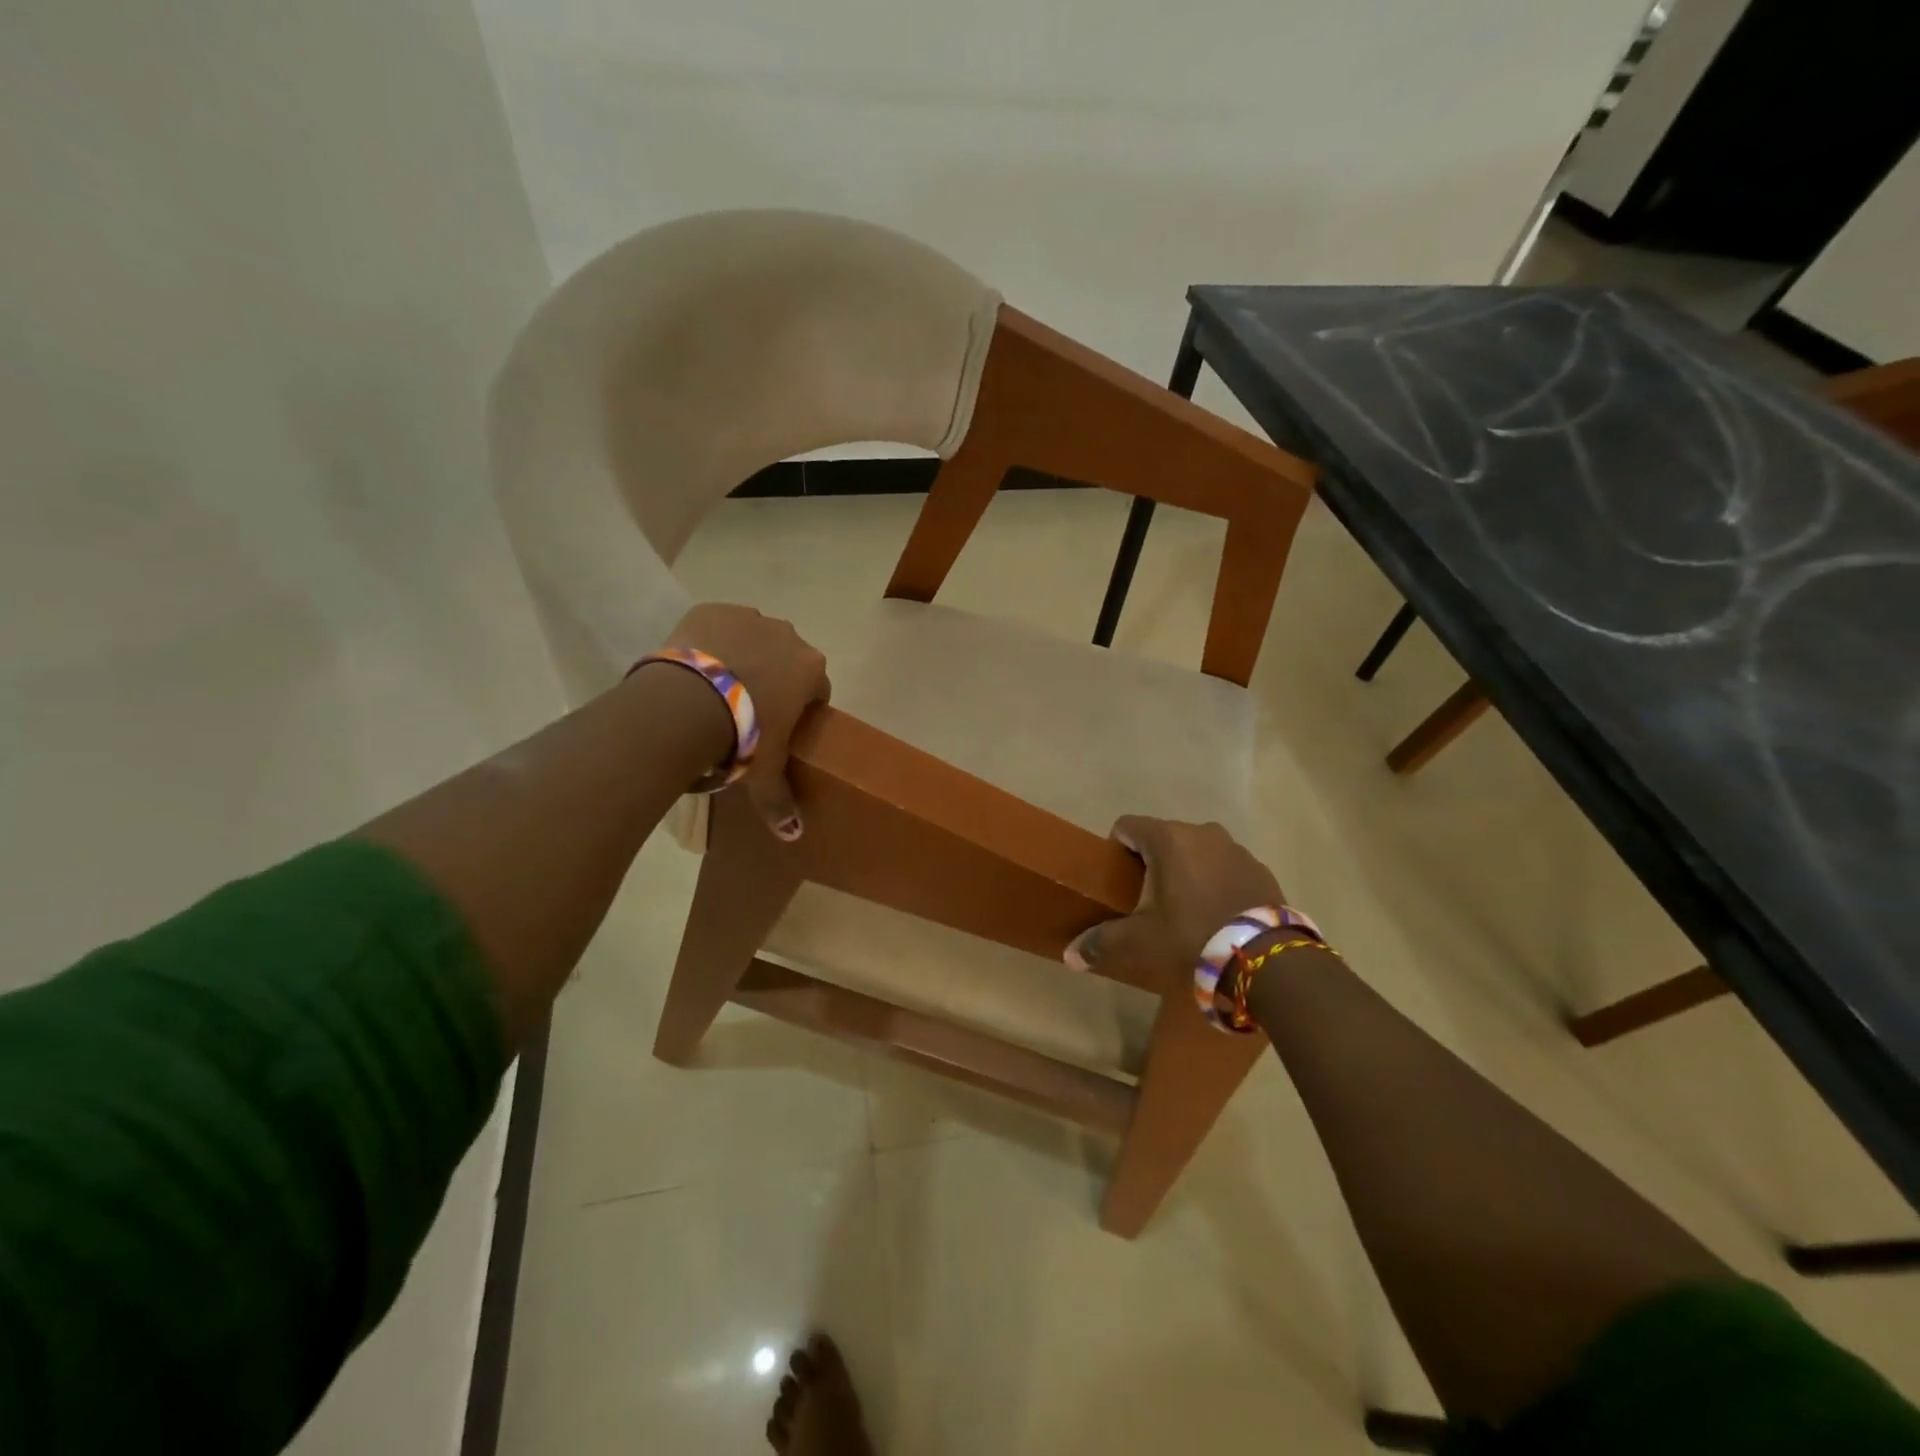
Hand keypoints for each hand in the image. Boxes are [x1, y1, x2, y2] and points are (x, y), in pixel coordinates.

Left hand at [665, 603, 830, 840]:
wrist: (686, 705)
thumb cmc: (743, 736)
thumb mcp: (764, 773)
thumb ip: (780, 801)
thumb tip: (793, 835)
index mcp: (811, 669)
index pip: (816, 688)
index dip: (800, 708)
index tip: (780, 727)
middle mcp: (788, 635)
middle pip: (786, 659)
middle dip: (772, 678)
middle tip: (746, 711)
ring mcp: (748, 616)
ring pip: (753, 638)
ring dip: (742, 656)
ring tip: (715, 689)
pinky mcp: (711, 609)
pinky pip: (718, 625)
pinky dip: (710, 642)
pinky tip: (695, 668)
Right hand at [1065, 817, 1282, 988]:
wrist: (1266, 961)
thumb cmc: (1192, 938)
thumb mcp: (1141, 944)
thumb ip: (1101, 943)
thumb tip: (1070, 955)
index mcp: (1168, 839)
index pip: (1127, 826)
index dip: (1116, 849)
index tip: (1117, 880)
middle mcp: (1202, 832)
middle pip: (1164, 838)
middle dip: (1152, 863)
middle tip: (1148, 901)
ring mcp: (1236, 849)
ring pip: (1197, 852)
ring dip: (1187, 871)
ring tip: (1185, 910)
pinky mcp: (1261, 870)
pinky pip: (1226, 868)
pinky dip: (1216, 883)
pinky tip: (1217, 916)